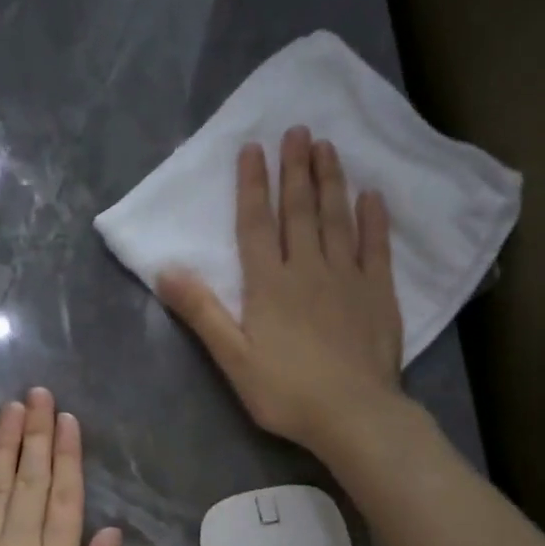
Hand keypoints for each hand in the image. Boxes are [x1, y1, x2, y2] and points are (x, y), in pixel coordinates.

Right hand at [159, 126, 401, 454]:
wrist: (354, 415)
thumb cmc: (286, 392)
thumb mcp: (232, 358)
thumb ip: (201, 311)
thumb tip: (165, 269)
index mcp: (269, 284)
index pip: (256, 224)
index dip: (253, 185)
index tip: (253, 148)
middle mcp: (308, 269)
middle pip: (300, 211)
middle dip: (296, 169)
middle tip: (298, 129)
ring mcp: (348, 278)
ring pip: (337, 219)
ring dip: (331, 181)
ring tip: (328, 147)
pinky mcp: (379, 294)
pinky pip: (376, 247)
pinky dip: (373, 220)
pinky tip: (372, 196)